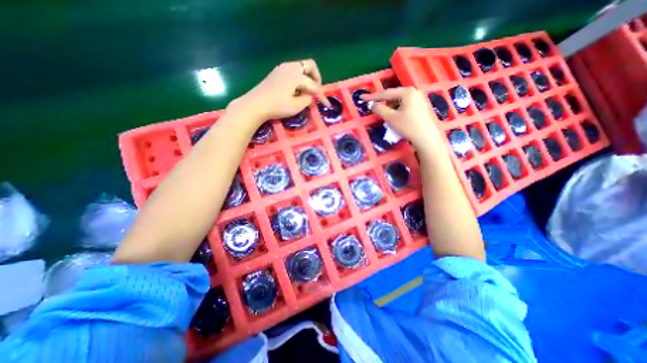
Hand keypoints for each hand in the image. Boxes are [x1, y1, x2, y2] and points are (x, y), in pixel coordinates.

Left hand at [231, 58, 328, 121]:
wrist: (255, 104)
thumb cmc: (277, 106)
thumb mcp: (296, 106)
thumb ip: (307, 99)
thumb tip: (310, 96)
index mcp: (297, 75)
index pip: (314, 85)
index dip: (321, 96)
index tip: (326, 104)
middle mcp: (291, 67)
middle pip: (310, 66)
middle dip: (316, 78)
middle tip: (316, 91)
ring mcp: (282, 68)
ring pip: (301, 68)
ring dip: (307, 78)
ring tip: (306, 93)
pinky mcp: (276, 73)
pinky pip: (293, 71)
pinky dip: (298, 79)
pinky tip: (295, 90)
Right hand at [364, 87, 445, 152]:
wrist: (426, 138)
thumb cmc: (408, 126)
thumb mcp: (391, 118)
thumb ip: (379, 109)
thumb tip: (372, 105)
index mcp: (407, 92)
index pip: (386, 93)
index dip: (372, 96)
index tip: (362, 97)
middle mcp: (414, 92)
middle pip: (393, 97)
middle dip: (384, 104)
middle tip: (377, 112)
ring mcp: (419, 99)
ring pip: (399, 102)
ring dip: (391, 109)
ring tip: (389, 119)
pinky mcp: (422, 106)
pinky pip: (405, 106)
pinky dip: (398, 111)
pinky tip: (398, 120)